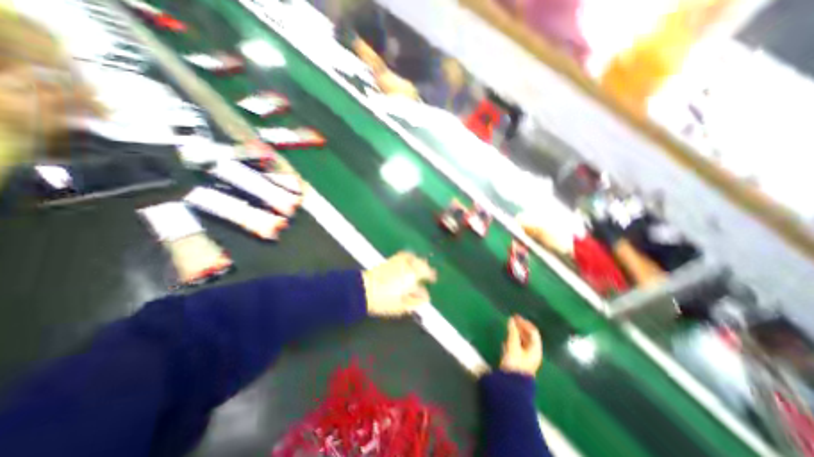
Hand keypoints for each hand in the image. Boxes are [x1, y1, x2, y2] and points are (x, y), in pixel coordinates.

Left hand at [364, 252, 439, 316]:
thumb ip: (416, 301)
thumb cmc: (383, 300)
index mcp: (412, 276)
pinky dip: (410, 257)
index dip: (431, 278)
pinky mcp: (391, 260)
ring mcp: (398, 261)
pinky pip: (404, 255)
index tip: (433, 280)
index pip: (426, 274)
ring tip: (422, 266)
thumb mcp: (401, 306)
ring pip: (414, 258)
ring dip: (420, 262)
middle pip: (421, 264)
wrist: (363, 290)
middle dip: (427, 269)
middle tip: (430, 274)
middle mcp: (407, 266)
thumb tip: (425, 298)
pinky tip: (410, 260)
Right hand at [499, 316, 542, 376]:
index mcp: (535, 349)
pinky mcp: (518, 362)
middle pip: (529, 337)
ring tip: (508, 328)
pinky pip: (517, 348)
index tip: (515, 317)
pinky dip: (513, 341)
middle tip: (511, 320)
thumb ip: (513, 332)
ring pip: (522, 342)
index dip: (525, 323)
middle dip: (520, 327)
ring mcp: (526, 358)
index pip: (533, 332)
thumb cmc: (515, 364)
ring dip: (516, 334)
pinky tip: (505, 340)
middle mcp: (533, 353)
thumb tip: (511, 319)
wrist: (512, 385)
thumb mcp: (513, 346)